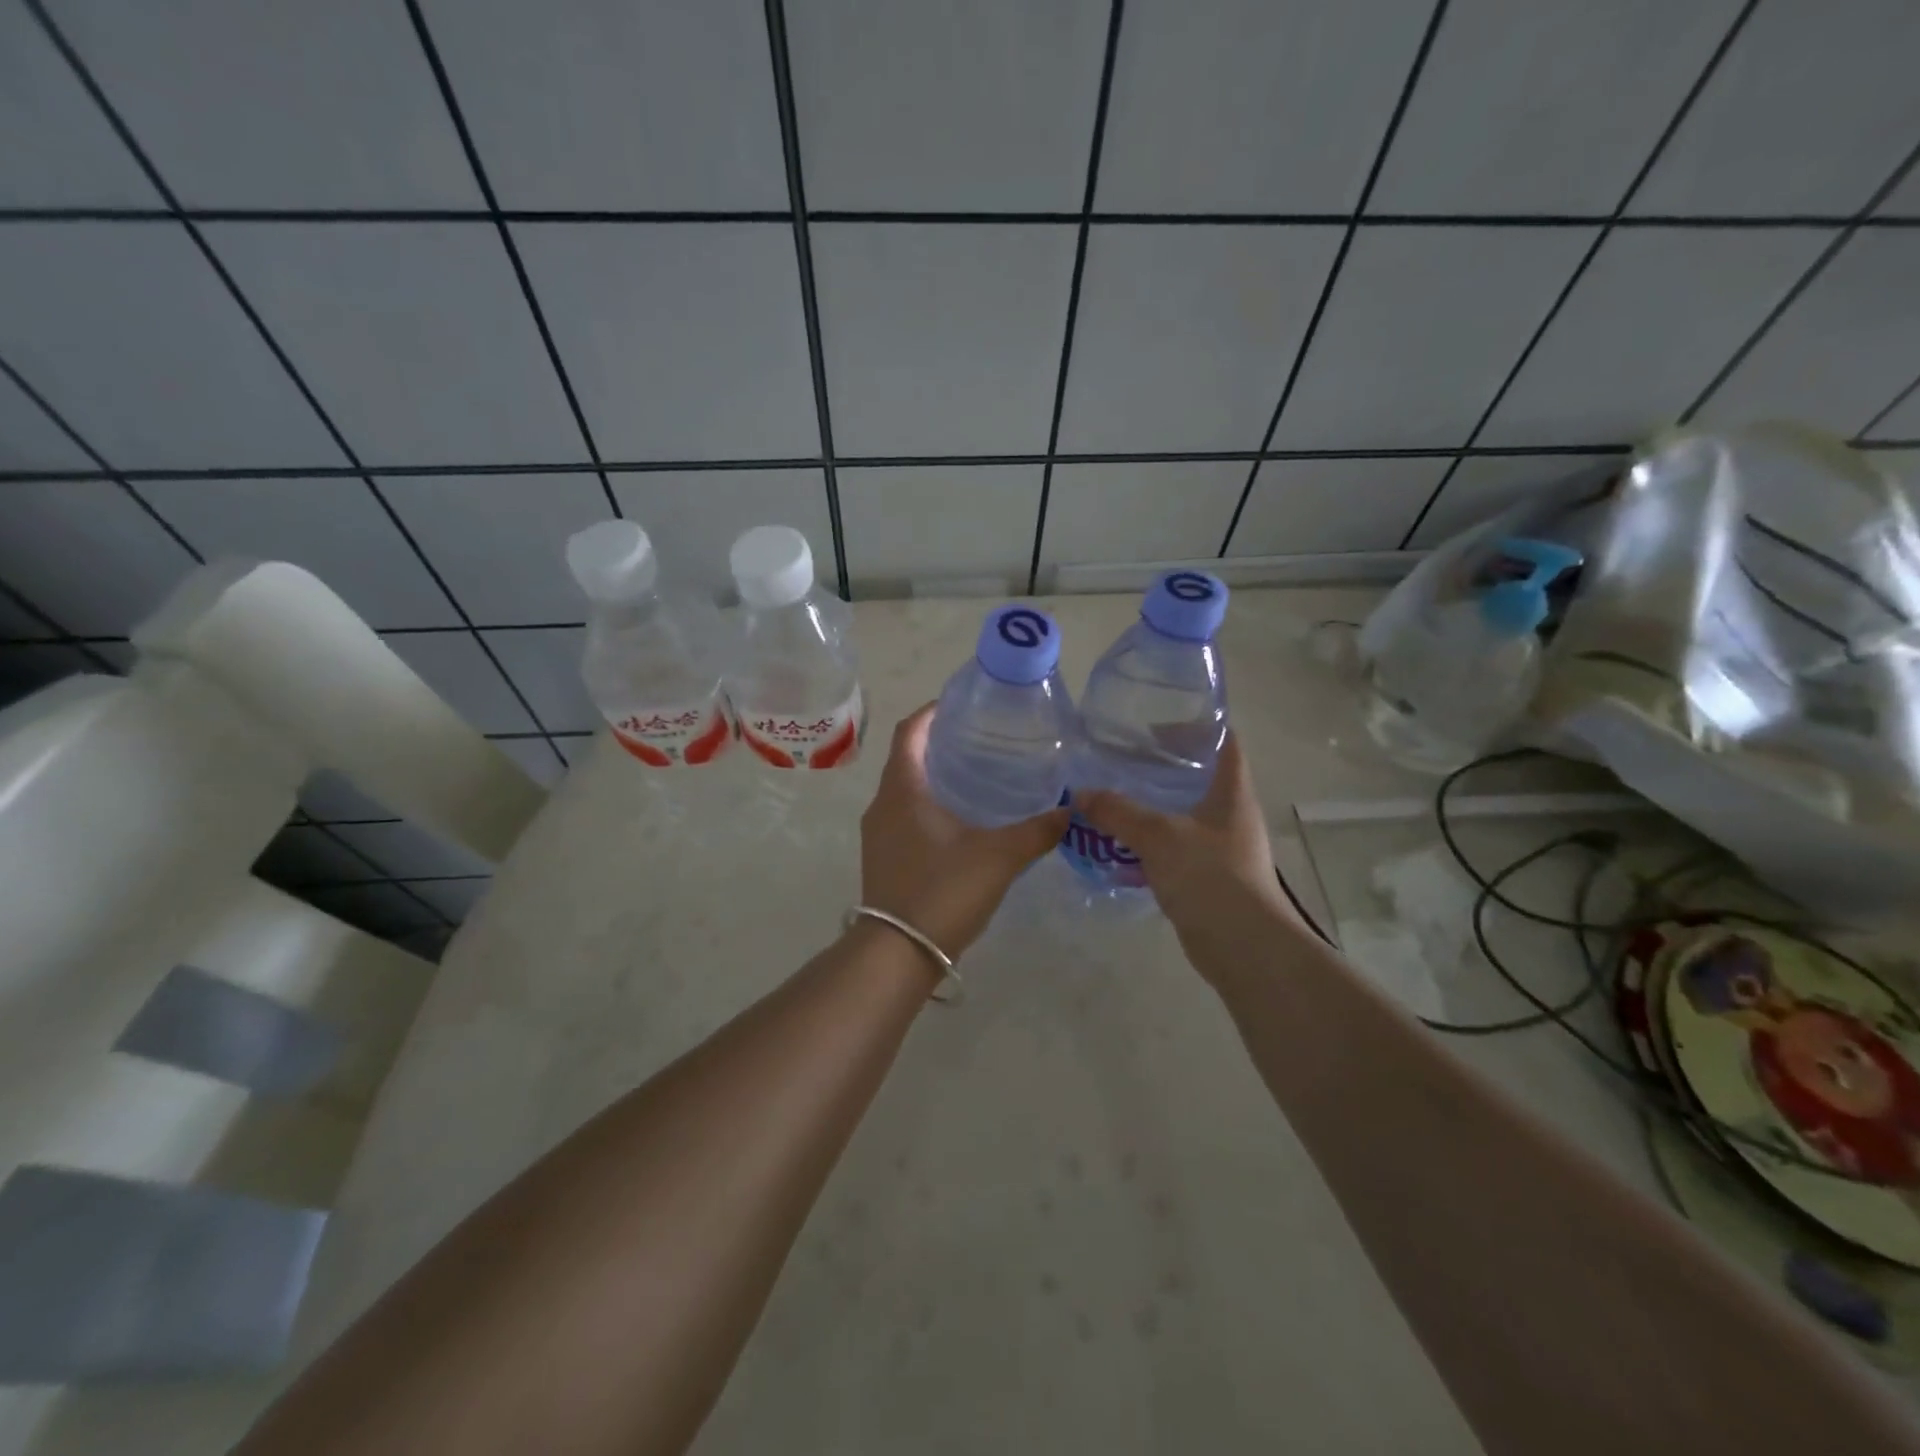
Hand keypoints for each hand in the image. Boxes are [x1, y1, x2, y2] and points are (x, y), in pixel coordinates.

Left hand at [860, 703, 1069, 957]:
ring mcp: (878, 834)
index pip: (908, 732)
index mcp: (902, 789)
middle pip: (906, 758)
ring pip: (904, 790)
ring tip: (975, 777)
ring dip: (932, 777)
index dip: (931, 712)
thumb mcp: (998, 857)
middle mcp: (882, 804)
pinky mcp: (882, 858)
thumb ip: (1036, 831)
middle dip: (938, 744)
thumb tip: (1070, 810)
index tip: (961, 703)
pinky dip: (927, 807)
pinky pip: (903, 817)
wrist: (897, 955)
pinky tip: (960, 823)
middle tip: (980, 740)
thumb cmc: (943, 891)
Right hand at [1074, 735, 1298, 969]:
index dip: (1196, 727)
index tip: (1154, 727)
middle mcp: (1231, 816)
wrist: (1244, 947)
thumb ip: (1118, 812)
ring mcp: (1221, 849)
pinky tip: (1119, 848)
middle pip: (1198, 779)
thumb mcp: (1158, 836)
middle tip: (1120, 764)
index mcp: (1232, 793)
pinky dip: (1149, 846)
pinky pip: (1174, 851)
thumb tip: (1080, 794)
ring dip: (1151, 810)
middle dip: (1161, 770)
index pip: (1225, 742)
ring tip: (1112, 802)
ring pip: (1182, 817)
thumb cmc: (1210, 876)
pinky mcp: (1208, 879)